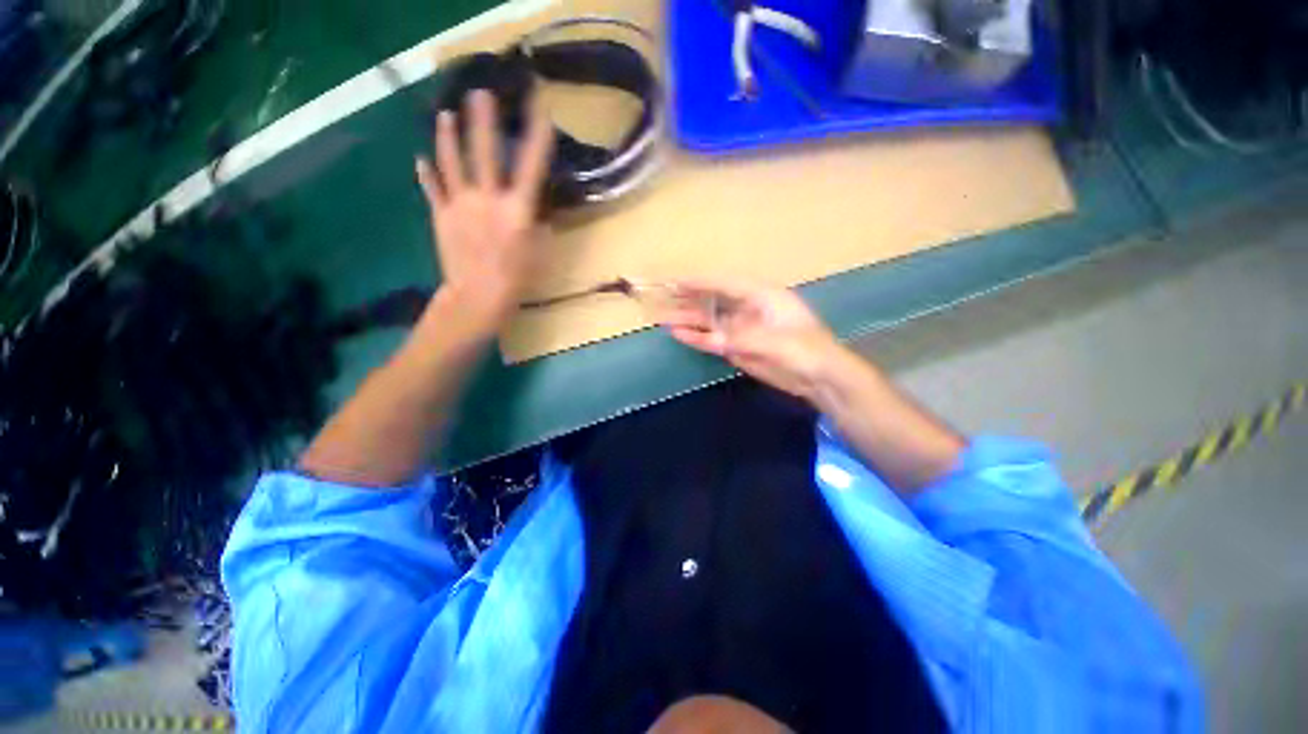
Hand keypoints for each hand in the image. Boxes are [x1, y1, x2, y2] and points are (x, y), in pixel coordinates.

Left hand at [415, 89, 554, 331]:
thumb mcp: (541, 253)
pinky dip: (427, 173)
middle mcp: (488, 199)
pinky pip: (433, 188)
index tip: (541, 112)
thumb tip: (534, 210)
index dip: (538, 138)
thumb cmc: (518, 279)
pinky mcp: (441, 215)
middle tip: (480, 93)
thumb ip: (538, 226)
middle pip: (484, 152)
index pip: (532, 167)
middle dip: (483, 121)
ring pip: (452, 162)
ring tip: (446, 114)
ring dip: (449, 136)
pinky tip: (421, 158)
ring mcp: (460, 204)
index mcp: (518, 210)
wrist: (478, 297)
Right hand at [661, 277, 845, 402]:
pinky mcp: (737, 347)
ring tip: (663, 317)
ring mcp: (741, 328)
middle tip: (663, 296)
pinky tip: (678, 334)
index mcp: (762, 296)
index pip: (725, 284)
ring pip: (710, 320)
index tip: (677, 281)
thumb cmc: (806, 350)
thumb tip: (712, 338)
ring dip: (688, 319)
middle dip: (689, 298)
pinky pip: (713, 340)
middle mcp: (747, 308)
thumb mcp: (777, 342)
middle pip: (713, 299)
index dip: (701, 281)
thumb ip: (743, 339)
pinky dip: (697, 338)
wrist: (819, 377)